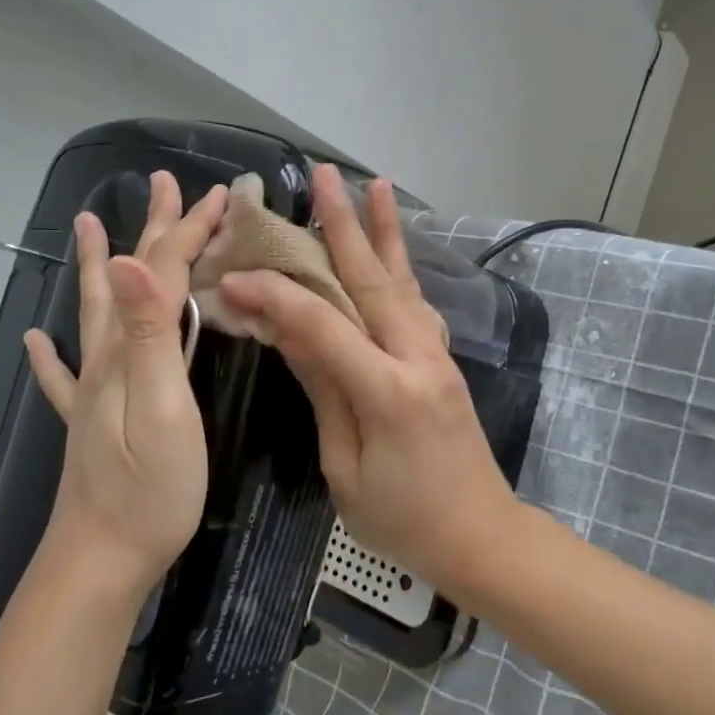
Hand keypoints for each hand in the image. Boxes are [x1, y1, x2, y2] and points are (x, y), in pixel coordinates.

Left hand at [23, 172, 228, 597]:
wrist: (101, 560)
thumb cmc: (148, 489)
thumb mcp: (160, 408)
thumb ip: (149, 335)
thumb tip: (130, 259)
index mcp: (128, 351)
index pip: (160, 271)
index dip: (188, 230)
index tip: (221, 194)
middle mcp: (105, 359)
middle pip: (129, 279)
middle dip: (153, 230)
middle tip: (164, 186)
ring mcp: (93, 392)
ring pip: (97, 313)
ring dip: (99, 266)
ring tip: (89, 227)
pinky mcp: (89, 423)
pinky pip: (63, 376)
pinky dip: (49, 354)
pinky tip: (35, 342)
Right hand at [218, 165, 521, 596]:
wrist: (481, 536)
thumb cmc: (403, 521)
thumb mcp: (346, 467)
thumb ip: (323, 391)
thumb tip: (287, 330)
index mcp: (388, 391)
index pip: (322, 325)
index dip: (276, 296)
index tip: (234, 276)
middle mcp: (417, 358)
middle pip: (373, 281)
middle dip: (343, 226)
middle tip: (321, 177)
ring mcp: (437, 356)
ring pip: (403, 283)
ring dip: (383, 233)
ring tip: (374, 187)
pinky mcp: (443, 362)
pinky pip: (416, 304)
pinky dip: (402, 268)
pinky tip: (394, 247)